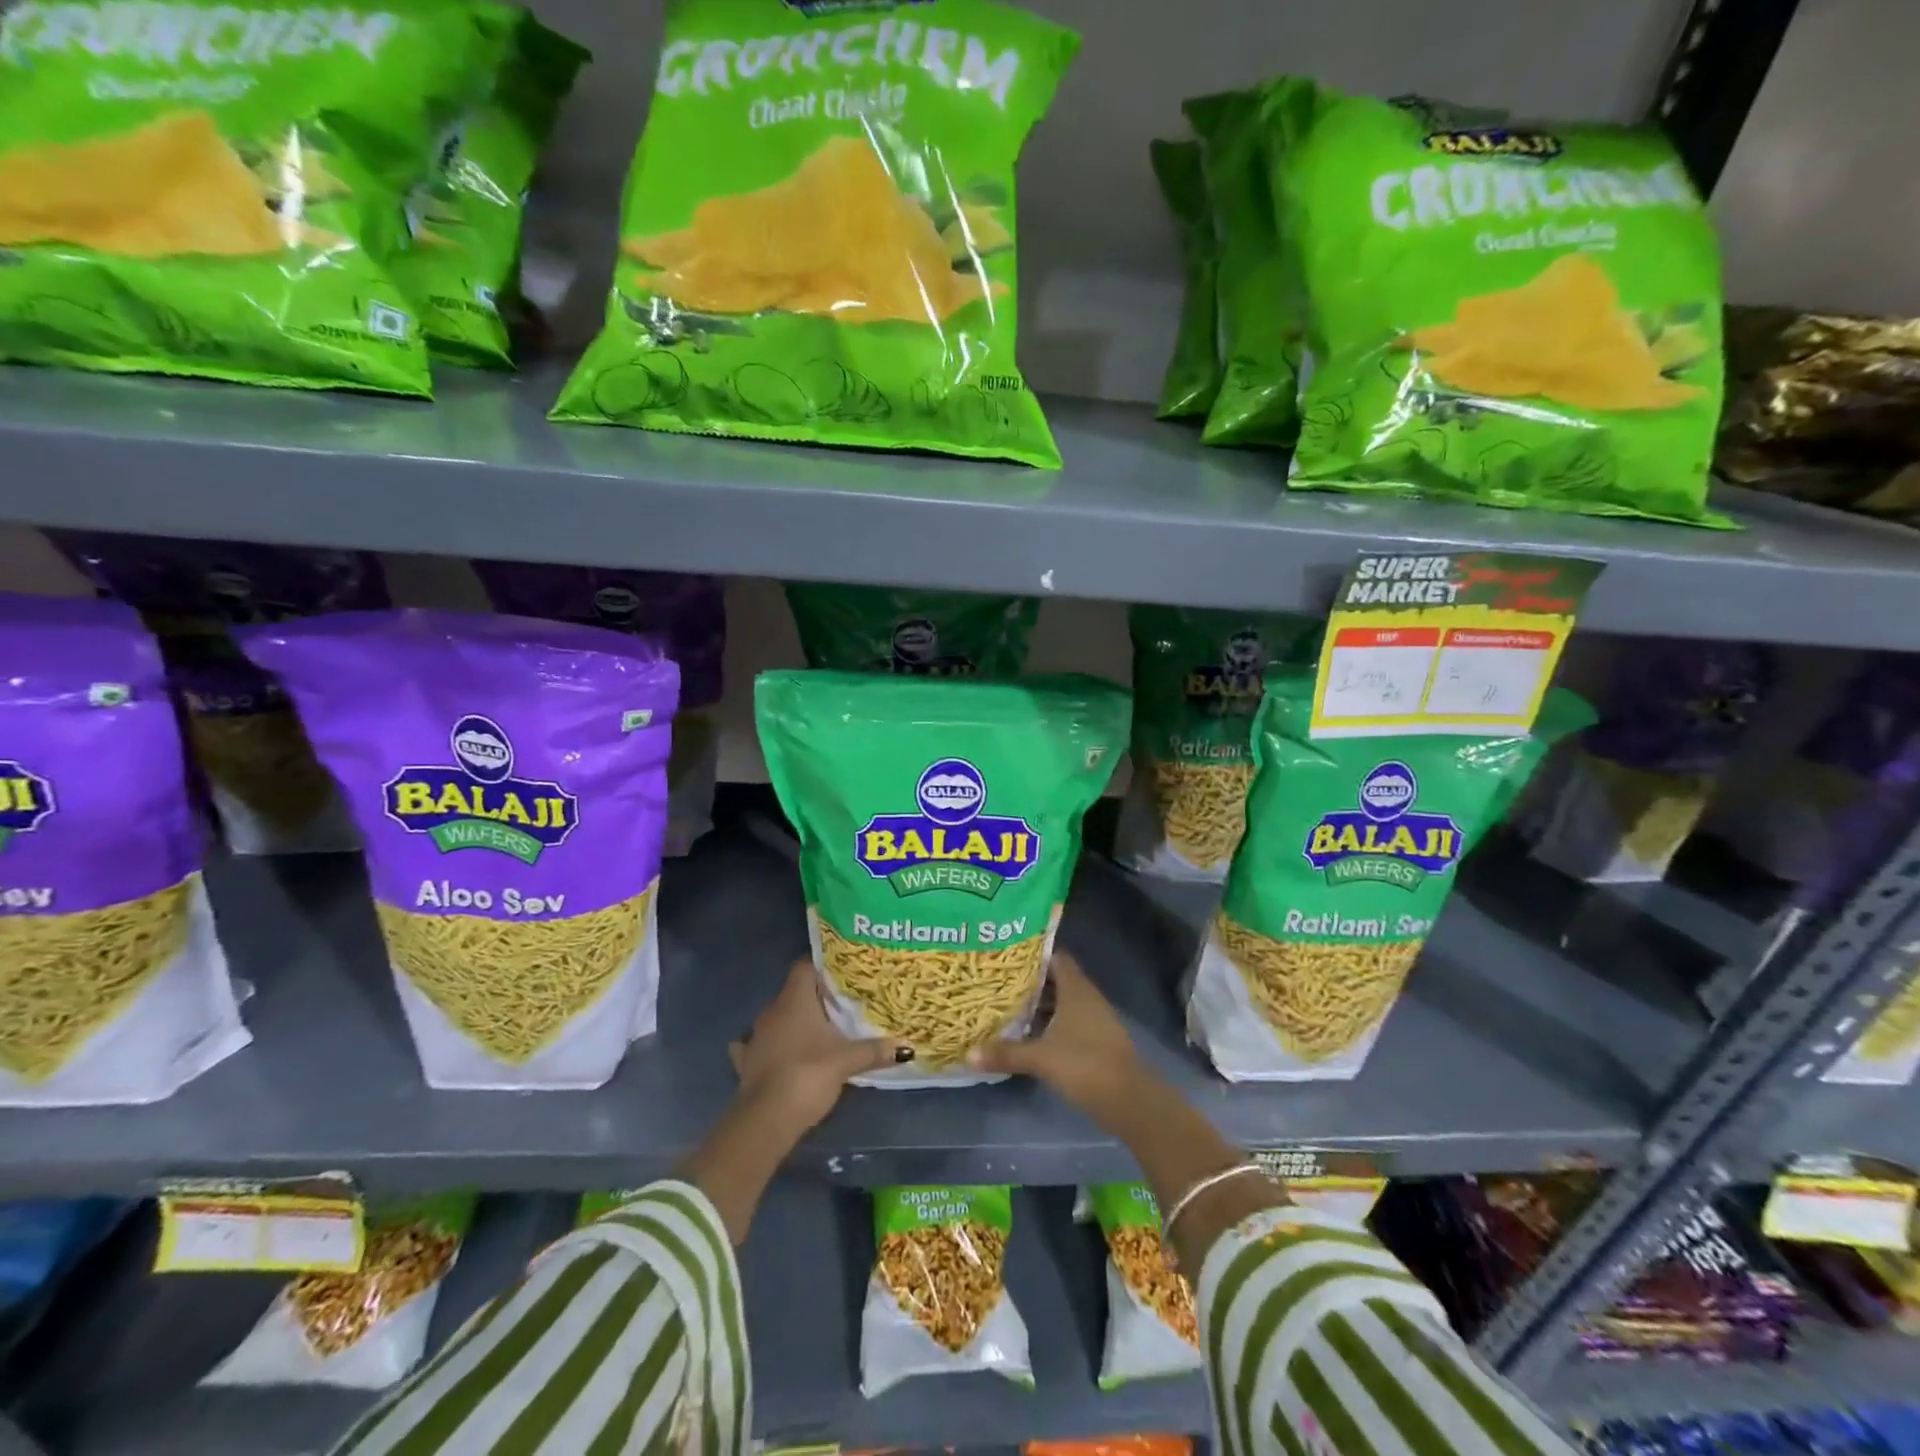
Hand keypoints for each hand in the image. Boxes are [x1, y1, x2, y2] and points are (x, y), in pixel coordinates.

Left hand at [730, 959, 909, 1135]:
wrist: (767, 1119)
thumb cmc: (808, 1074)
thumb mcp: (847, 1060)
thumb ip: (875, 1050)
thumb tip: (906, 1046)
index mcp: (794, 999)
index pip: (805, 966)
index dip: (822, 965)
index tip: (843, 971)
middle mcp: (772, 1011)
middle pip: (794, 992)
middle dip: (816, 997)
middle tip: (841, 1003)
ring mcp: (756, 1037)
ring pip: (778, 1018)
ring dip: (794, 1022)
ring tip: (819, 1029)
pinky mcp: (747, 1063)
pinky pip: (760, 1046)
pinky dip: (772, 1046)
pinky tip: (782, 1053)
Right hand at [965, 950, 1145, 1123]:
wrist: (1131, 1100)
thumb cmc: (1085, 1065)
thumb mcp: (1041, 1059)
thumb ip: (1006, 1053)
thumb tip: (968, 1054)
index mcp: (1076, 989)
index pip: (1055, 957)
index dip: (1033, 955)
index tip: (1007, 958)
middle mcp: (1087, 997)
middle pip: (1057, 979)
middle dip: (1030, 982)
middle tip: (999, 984)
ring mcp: (1095, 1019)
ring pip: (1063, 1002)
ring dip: (1040, 1005)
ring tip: (1008, 1008)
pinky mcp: (1098, 1040)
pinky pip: (1070, 1021)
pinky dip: (1052, 1023)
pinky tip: (1031, 1036)